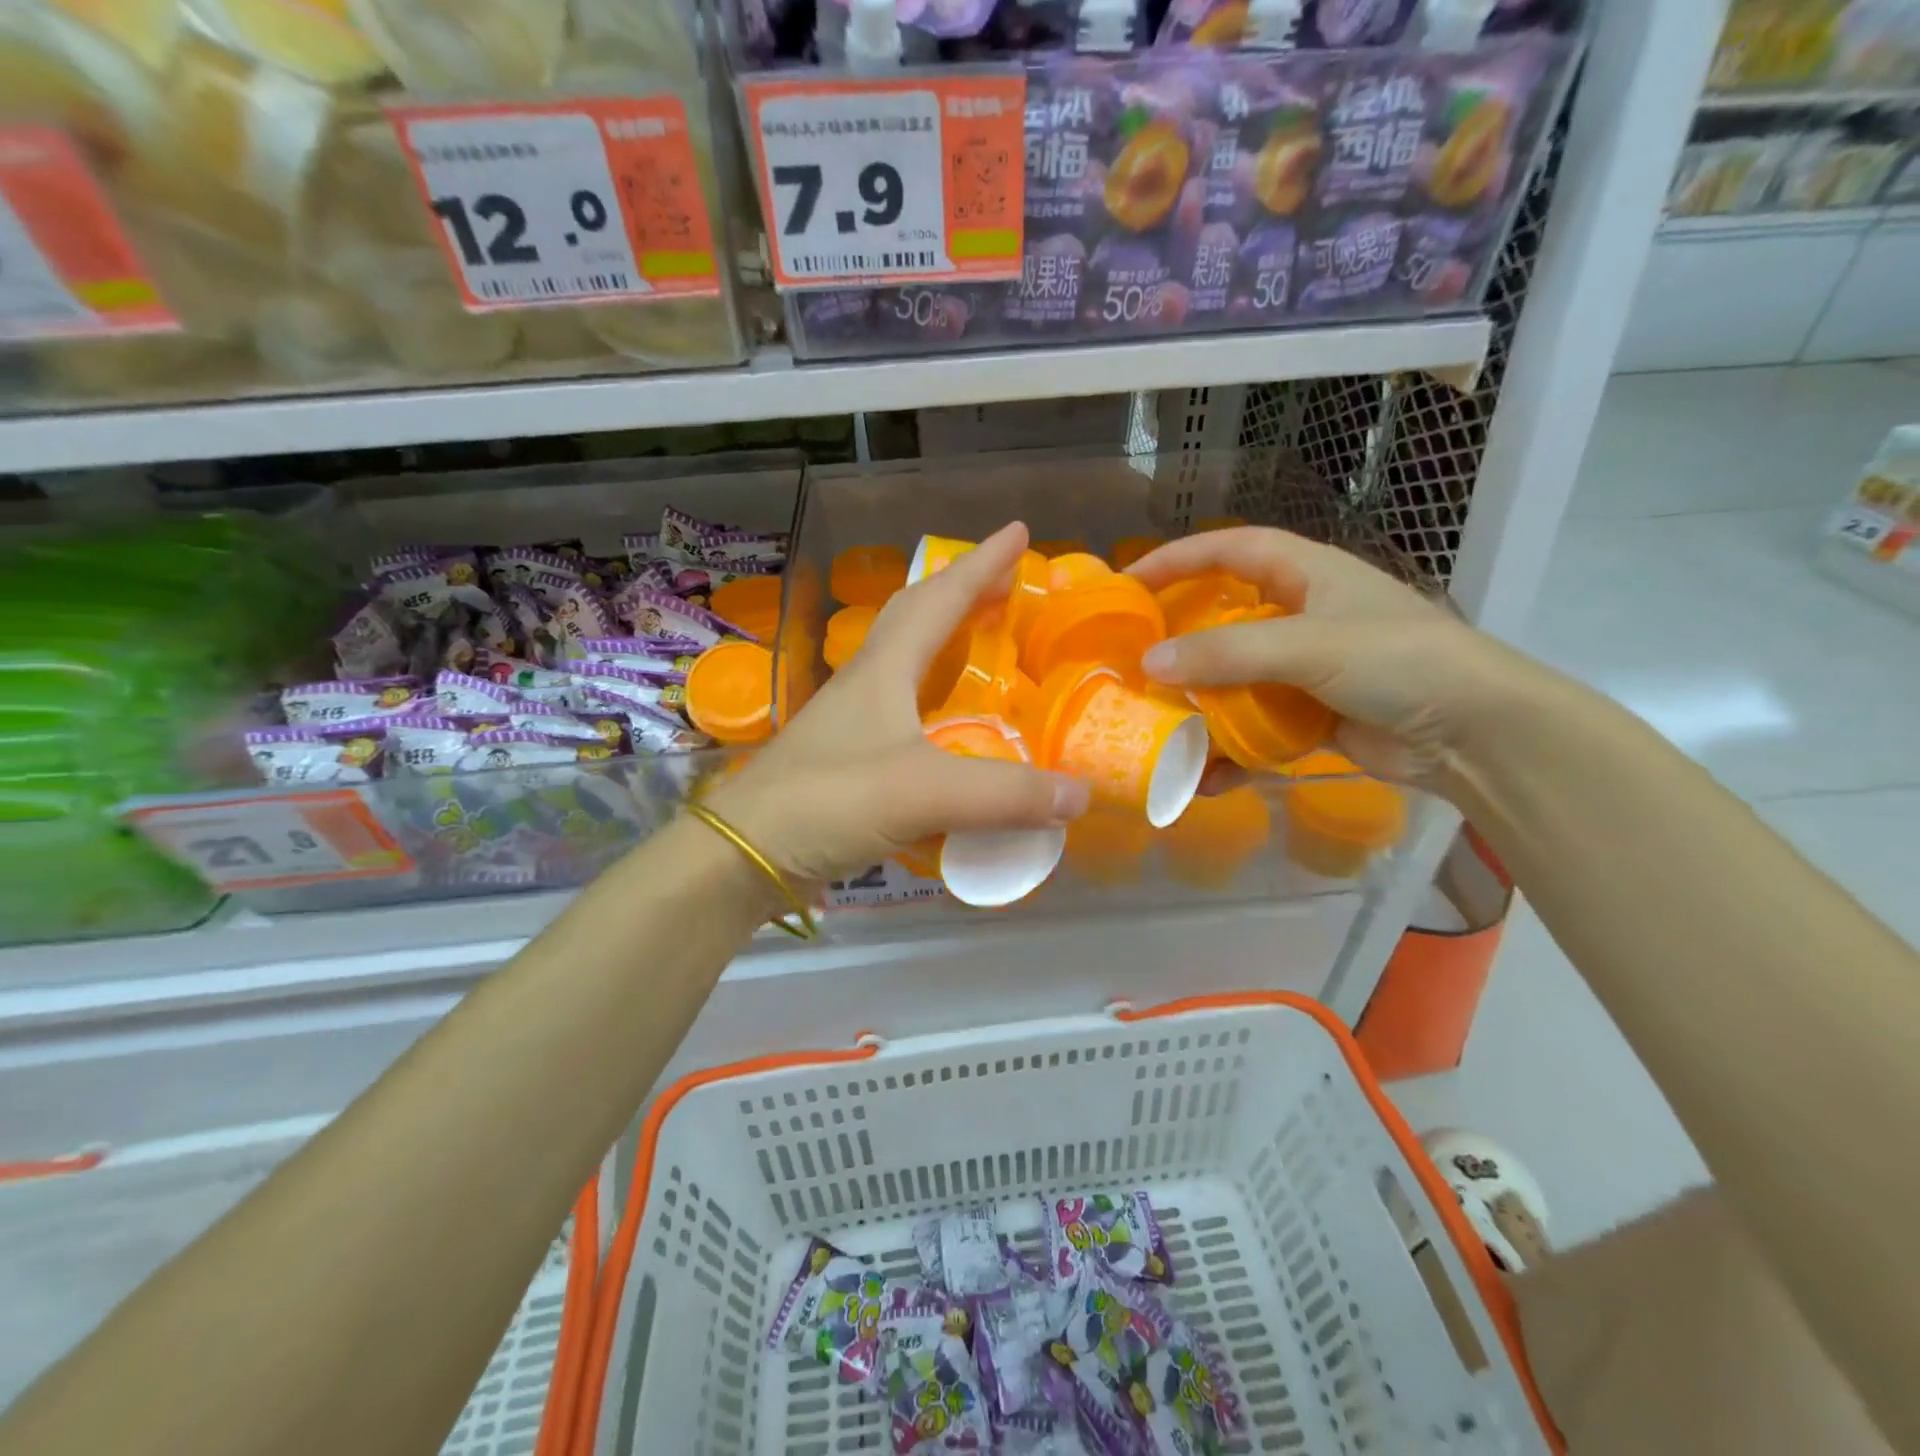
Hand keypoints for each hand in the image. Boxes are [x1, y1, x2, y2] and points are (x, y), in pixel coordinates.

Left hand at [704, 523, 1089, 883]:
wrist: (743, 854)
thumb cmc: (827, 803)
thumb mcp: (922, 793)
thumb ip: (1003, 794)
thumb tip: (1080, 795)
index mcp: (883, 670)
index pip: (939, 599)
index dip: (981, 565)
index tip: (1019, 533)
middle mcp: (866, 683)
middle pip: (915, 617)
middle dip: (961, 592)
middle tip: (1006, 585)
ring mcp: (852, 720)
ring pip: (905, 661)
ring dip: (944, 641)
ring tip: (983, 641)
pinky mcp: (848, 758)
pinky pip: (902, 708)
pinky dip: (934, 698)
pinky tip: (949, 723)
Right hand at [1127, 527, 1524, 786]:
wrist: (1477, 735)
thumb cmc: (1399, 661)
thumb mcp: (1310, 645)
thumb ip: (1227, 652)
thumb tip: (1150, 664)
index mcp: (1308, 574)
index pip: (1230, 550)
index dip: (1178, 558)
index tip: (1128, 582)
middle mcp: (1302, 616)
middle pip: (1224, 617)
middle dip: (1178, 637)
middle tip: (1131, 657)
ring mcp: (1305, 670)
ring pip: (1234, 679)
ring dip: (1197, 704)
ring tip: (1154, 723)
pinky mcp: (1311, 716)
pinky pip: (1254, 728)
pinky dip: (1229, 751)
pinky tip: (1202, 776)